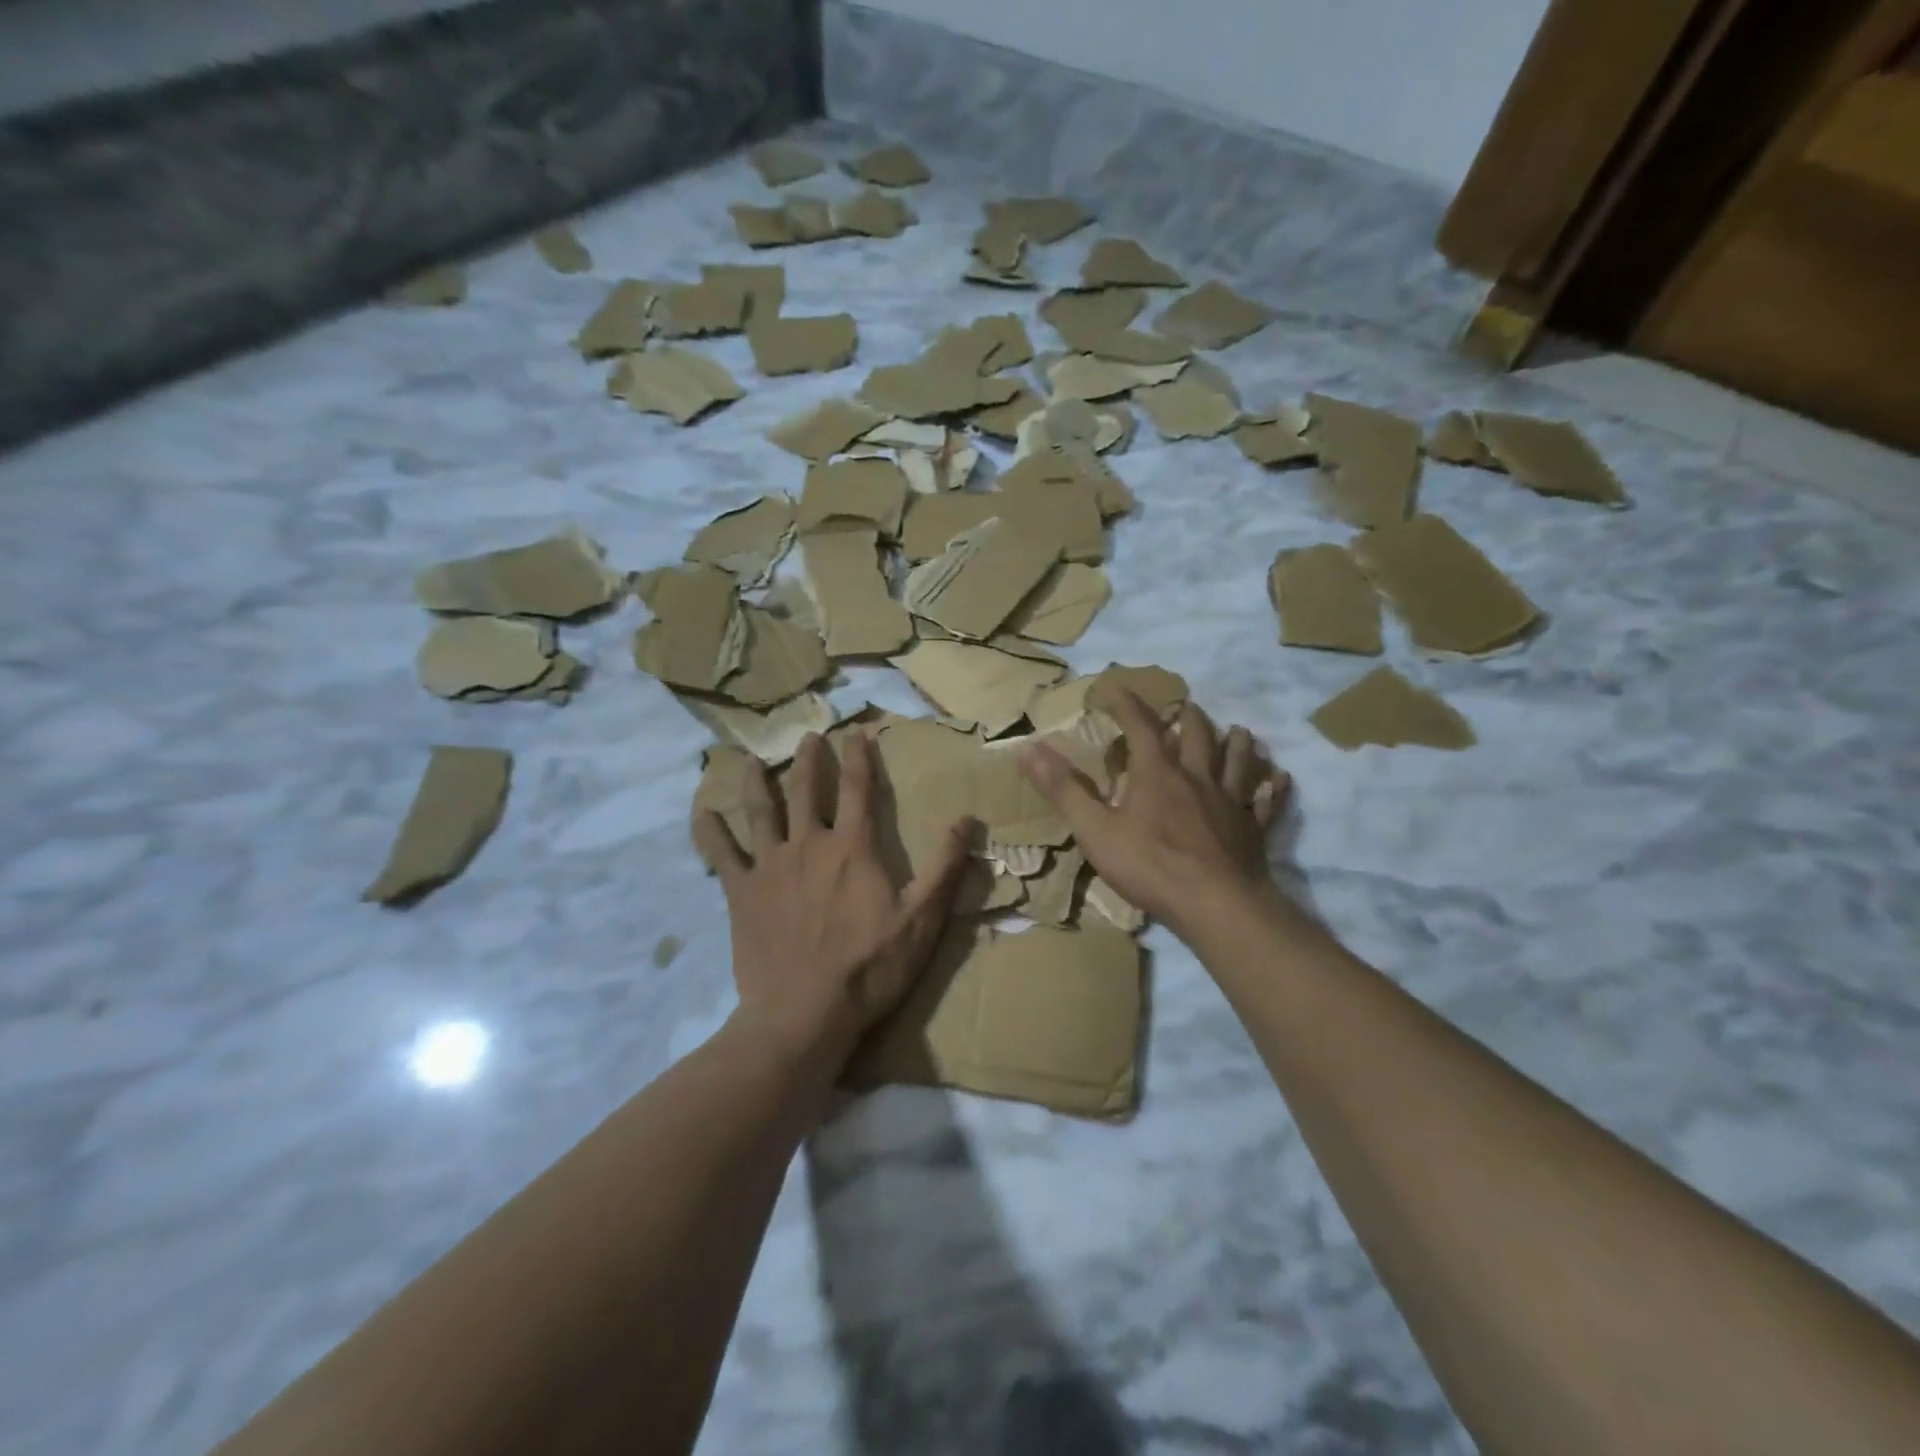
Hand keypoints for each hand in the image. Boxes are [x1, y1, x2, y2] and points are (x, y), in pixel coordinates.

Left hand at [693, 731, 972, 1067]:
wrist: (803, 1015)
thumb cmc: (868, 967)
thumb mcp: (922, 920)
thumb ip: (945, 867)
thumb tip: (968, 819)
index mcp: (852, 847)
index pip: (858, 787)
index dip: (859, 756)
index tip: (857, 732)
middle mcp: (808, 844)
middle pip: (805, 789)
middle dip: (809, 759)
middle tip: (809, 737)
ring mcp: (769, 866)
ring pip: (760, 811)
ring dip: (756, 780)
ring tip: (749, 757)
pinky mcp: (741, 894)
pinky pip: (721, 854)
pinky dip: (709, 831)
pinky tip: (701, 811)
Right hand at [1019, 693, 1287, 941]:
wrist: (1216, 905)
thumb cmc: (1150, 866)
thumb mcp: (1095, 829)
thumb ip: (1063, 789)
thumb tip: (1029, 748)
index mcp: (1157, 774)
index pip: (1140, 726)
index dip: (1127, 703)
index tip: (1115, 686)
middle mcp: (1197, 778)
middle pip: (1197, 736)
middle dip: (1188, 718)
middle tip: (1187, 706)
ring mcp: (1230, 803)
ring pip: (1238, 762)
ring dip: (1237, 743)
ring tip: (1239, 731)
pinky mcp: (1253, 830)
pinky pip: (1267, 802)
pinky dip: (1272, 787)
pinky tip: (1279, 779)